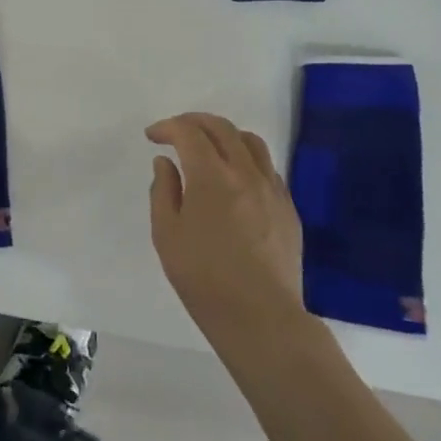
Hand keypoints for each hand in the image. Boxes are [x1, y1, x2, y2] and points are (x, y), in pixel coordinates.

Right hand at [147, 112, 303, 340]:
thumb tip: (166, 162)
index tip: (153, 136)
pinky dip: (245, 158)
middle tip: (175, 132)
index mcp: (211, 177)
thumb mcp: (167, 234)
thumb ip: (163, 190)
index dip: (167, 127)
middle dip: (194, 122)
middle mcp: (245, 173)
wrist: (261, 318)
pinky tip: (234, 178)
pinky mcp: (288, 208)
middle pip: (221, 128)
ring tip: (208, 148)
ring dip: (224, 135)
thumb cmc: (204, 278)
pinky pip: (267, 167)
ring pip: (250, 142)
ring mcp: (272, 189)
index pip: (189, 132)